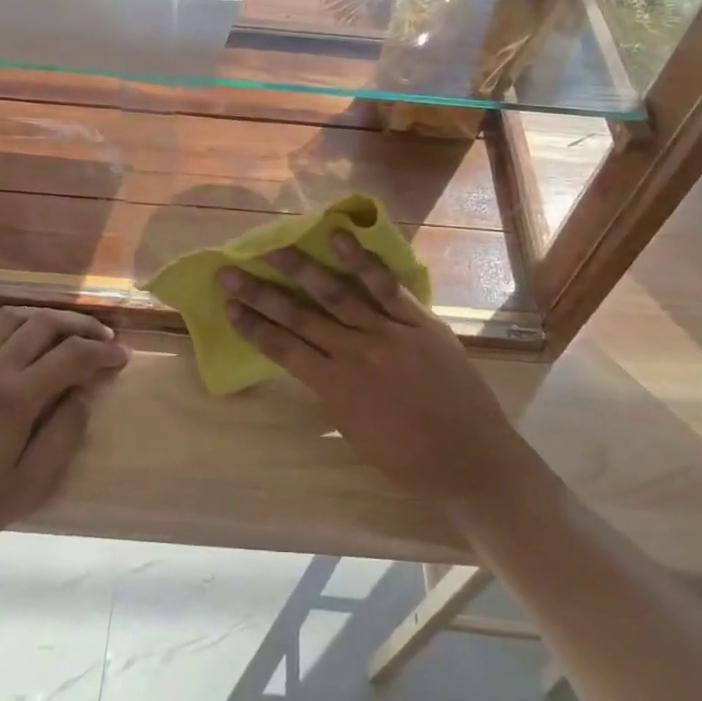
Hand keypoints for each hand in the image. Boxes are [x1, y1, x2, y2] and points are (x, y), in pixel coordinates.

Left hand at [0, 307, 128, 565]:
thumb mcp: (29, 485)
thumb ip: (63, 435)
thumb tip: (84, 395)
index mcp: (16, 396)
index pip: (72, 355)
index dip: (103, 351)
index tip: (122, 356)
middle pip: (44, 324)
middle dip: (80, 325)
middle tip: (103, 336)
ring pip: (10, 318)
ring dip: (44, 317)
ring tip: (63, 330)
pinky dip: (4, 326)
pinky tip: (12, 339)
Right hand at [220, 236, 534, 509]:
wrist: (473, 462)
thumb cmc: (411, 462)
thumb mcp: (356, 434)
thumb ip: (332, 394)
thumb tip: (313, 365)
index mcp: (335, 389)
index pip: (283, 350)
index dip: (253, 327)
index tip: (228, 306)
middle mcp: (355, 354)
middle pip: (299, 316)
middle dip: (261, 294)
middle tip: (230, 271)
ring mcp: (388, 334)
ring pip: (337, 294)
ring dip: (302, 269)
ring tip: (275, 247)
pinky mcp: (420, 323)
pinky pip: (387, 287)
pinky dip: (362, 261)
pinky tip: (340, 238)